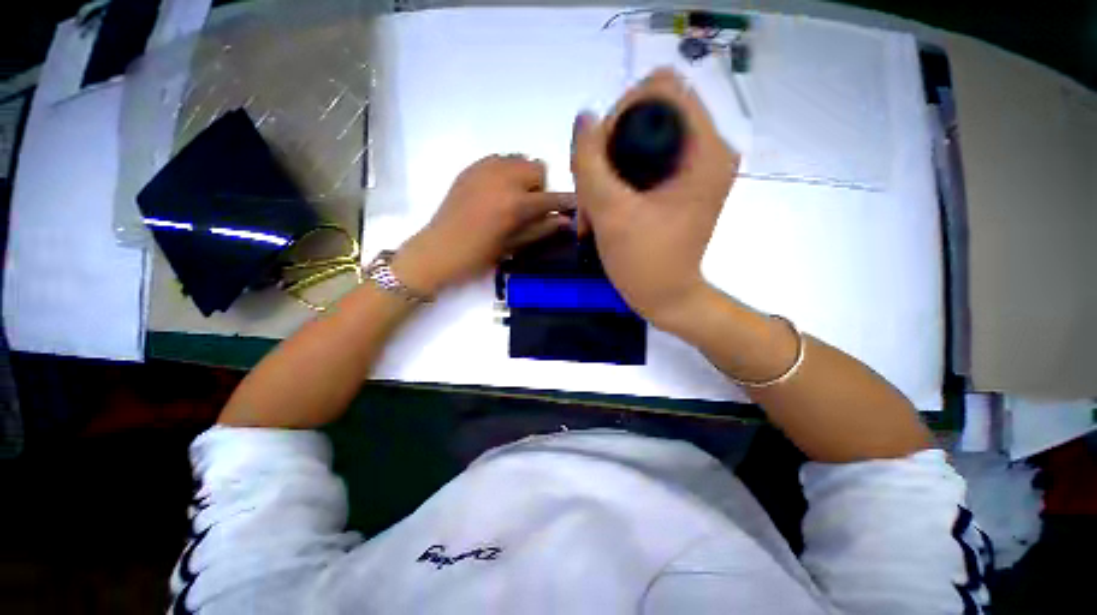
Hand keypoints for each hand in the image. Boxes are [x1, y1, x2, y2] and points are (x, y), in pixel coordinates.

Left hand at [394, 155, 573, 294]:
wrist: (439, 249)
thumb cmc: (479, 255)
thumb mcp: (514, 246)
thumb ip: (542, 229)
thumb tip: (567, 221)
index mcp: (516, 204)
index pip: (551, 198)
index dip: (567, 201)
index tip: (576, 203)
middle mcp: (503, 179)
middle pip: (537, 167)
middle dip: (539, 186)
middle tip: (530, 206)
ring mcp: (484, 170)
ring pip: (518, 159)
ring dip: (523, 175)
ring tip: (513, 196)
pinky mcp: (471, 168)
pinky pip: (498, 159)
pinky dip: (505, 170)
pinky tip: (497, 189)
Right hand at [571, 69, 738, 327]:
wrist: (666, 299)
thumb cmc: (644, 263)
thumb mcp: (611, 212)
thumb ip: (591, 162)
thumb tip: (584, 118)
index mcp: (705, 150)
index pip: (663, 89)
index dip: (623, 112)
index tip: (601, 154)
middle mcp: (708, 150)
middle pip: (649, 113)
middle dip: (610, 146)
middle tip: (591, 189)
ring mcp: (695, 167)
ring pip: (641, 139)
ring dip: (608, 167)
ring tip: (591, 207)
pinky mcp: (681, 183)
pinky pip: (643, 161)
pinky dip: (617, 178)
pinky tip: (601, 207)